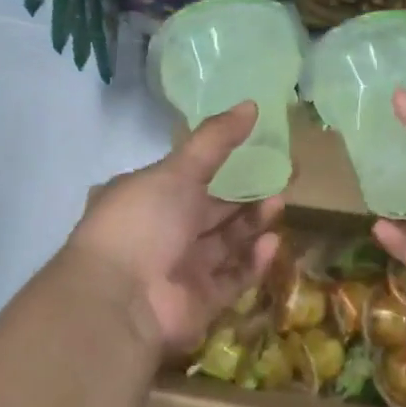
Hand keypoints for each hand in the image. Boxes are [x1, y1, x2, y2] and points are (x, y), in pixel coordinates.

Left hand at [65, 103, 282, 353]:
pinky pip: (232, 278)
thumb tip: (251, 104)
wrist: (121, 299)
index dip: (224, 164)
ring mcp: (181, 269)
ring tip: (280, 203)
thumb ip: (215, 140)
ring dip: (252, 225)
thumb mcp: (177, 170)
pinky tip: (271, 242)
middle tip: (283, 178)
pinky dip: (252, 262)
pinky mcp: (200, 302)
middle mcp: (162, 233)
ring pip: (225, 244)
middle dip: (246, 197)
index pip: (189, 177)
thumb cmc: (143, 222)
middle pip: (212, 212)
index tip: (259, 152)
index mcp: (147, 197)